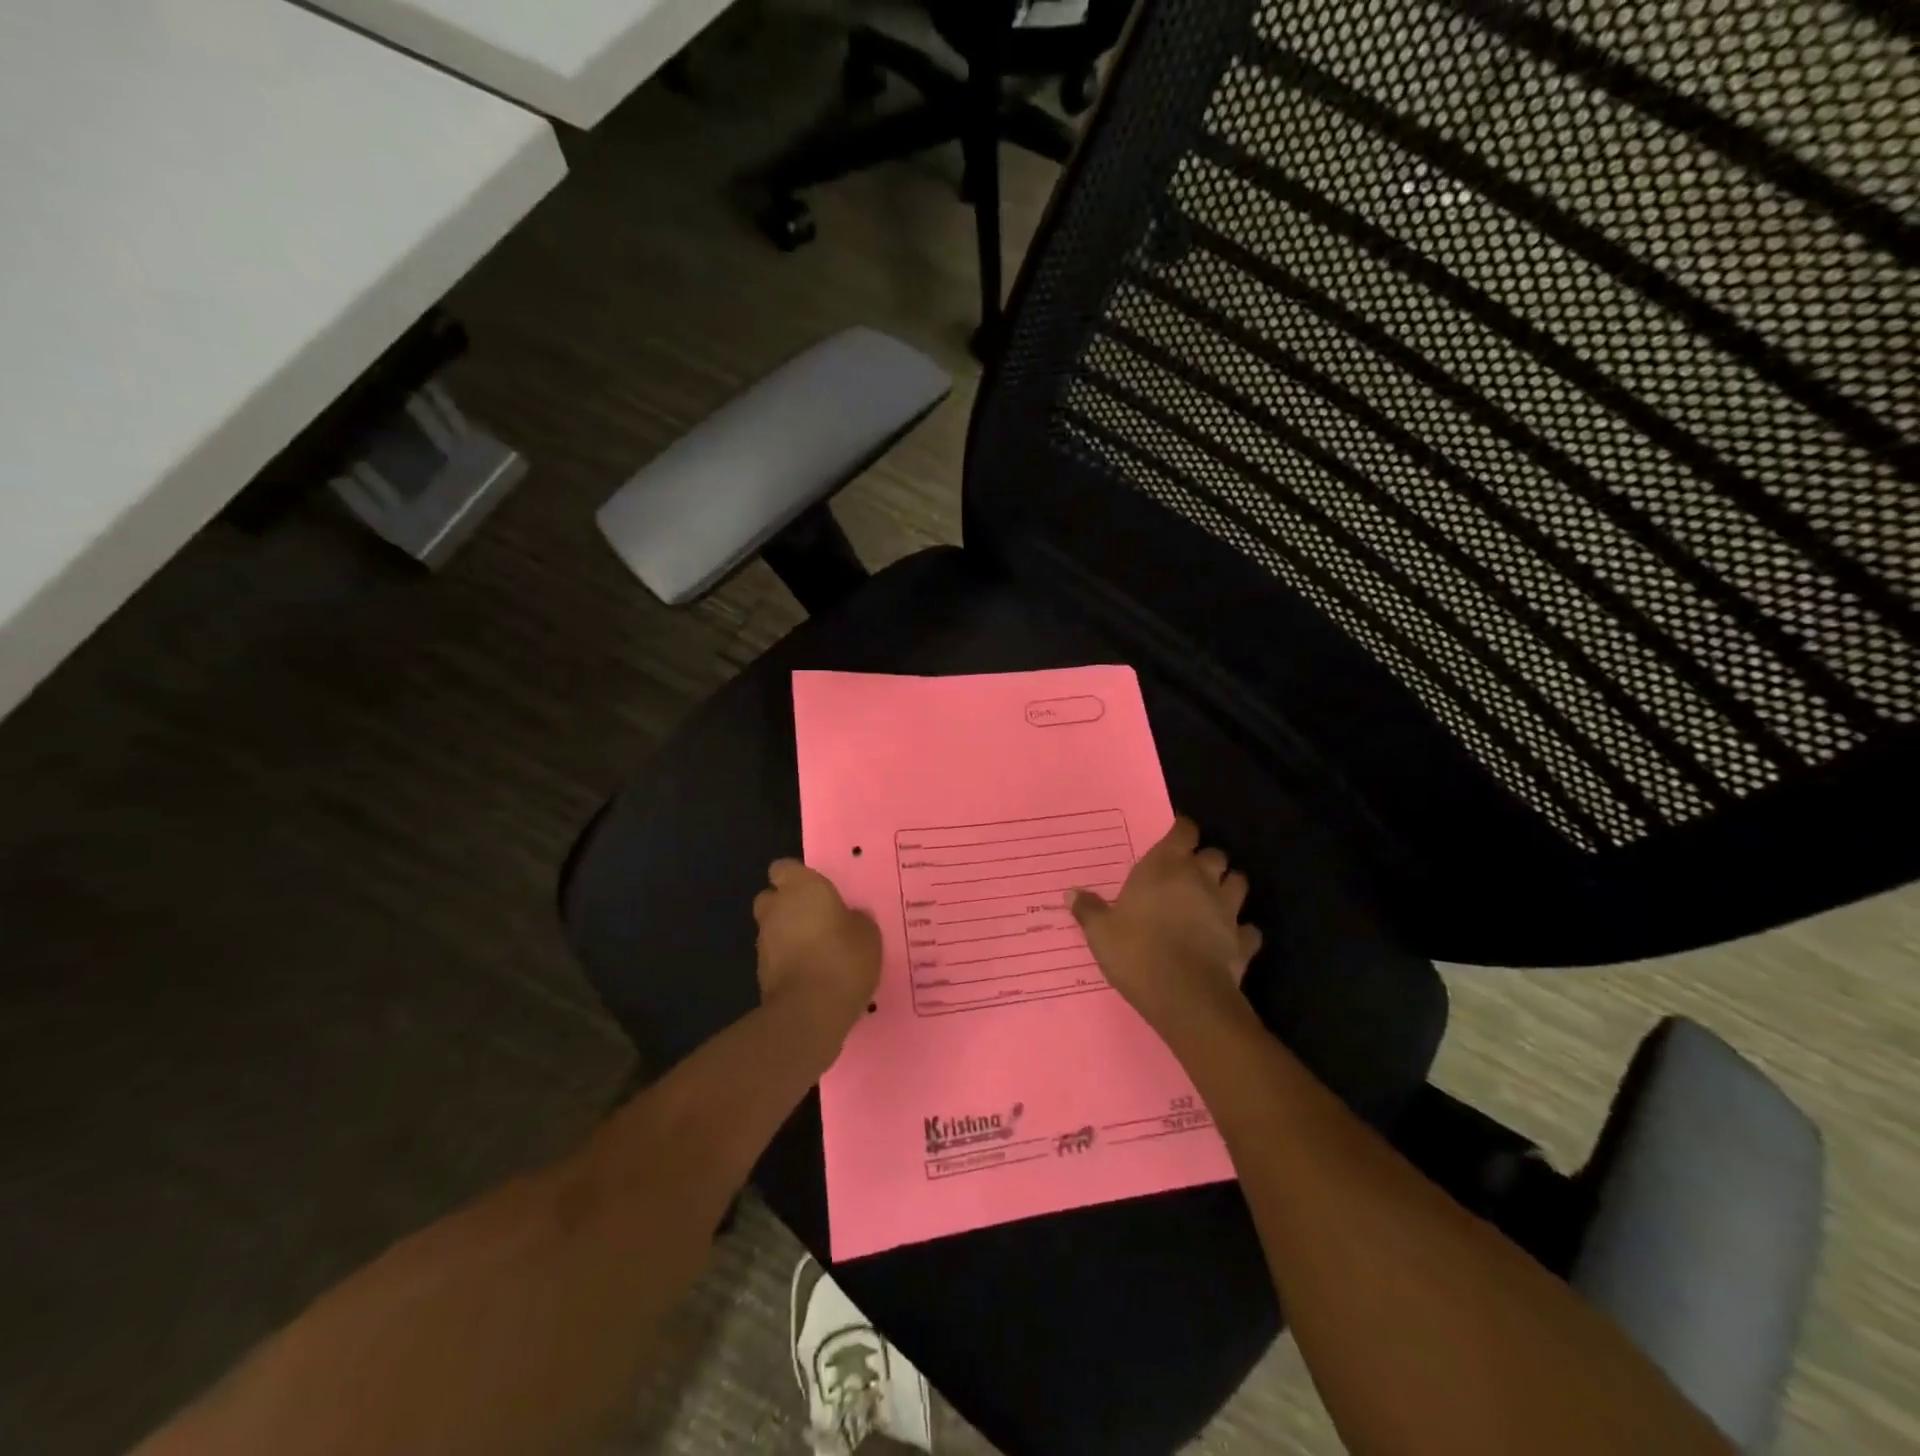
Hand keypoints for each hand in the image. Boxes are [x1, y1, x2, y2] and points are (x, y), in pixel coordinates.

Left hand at [753, 860, 880, 1061]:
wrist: (809, 1011)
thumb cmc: (843, 957)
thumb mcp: (868, 933)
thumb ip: (856, 918)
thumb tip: (850, 918)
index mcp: (801, 887)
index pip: (784, 868)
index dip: (798, 877)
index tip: (818, 890)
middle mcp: (776, 908)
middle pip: (773, 897)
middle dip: (788, 905)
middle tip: (818, 919)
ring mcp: (764, 941)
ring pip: (773, 928)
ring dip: (789, 936)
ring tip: (819, 951)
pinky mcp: (760, 973)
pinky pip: (776, 958)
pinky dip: (789, 962)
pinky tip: (813, 974)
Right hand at [1069, 816, 1262, 1029]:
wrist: (1185, 997)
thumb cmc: (1138, 952)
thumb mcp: (1101, 932)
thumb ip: (1088, 909)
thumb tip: (1071, 892)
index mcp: (1166, 867)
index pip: (1184, 831)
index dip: (1181, 830)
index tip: (1174, 836)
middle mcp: (1201, 879)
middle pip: (1215, 855)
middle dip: (1206, 860)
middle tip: (1189, 873)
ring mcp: (1227, 910)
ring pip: (1239, 883)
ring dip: (1229, 887)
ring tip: (1213, 898)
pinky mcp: (1242, 941)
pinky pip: (1248, 929)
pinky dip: (1242, 930)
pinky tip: (1229, 938)